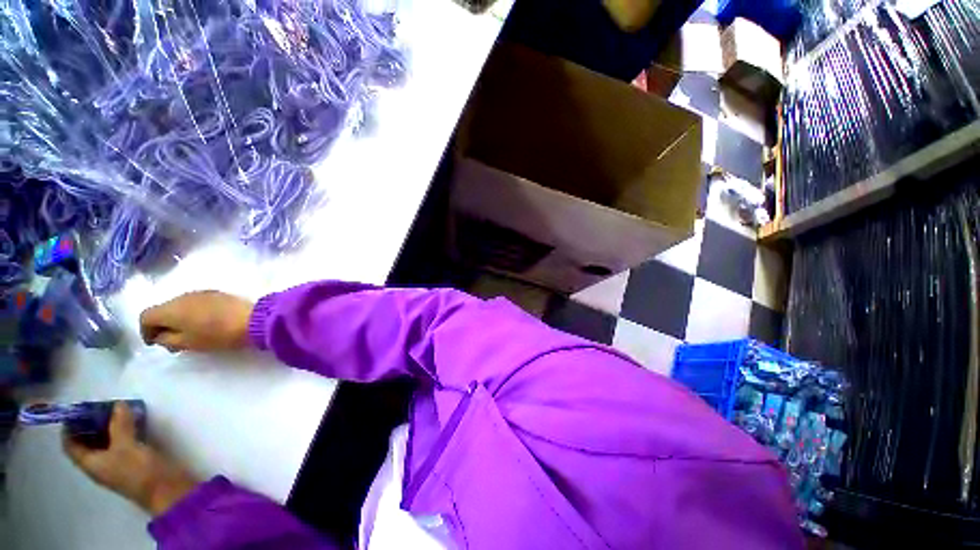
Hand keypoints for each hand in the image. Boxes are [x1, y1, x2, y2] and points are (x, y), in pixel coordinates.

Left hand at [63, 402, 197, 515]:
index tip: (77, 410)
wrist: (165, 489)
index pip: (71, 445)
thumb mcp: (127, 446)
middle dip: (92, 424)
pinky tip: (134, 423)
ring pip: (106, 442)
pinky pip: (121, 442)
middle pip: (88, 442)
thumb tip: (118, 404)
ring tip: (119, 411)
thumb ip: (121, 425)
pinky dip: (123, 431)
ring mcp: (117, 463)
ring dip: (109, 426)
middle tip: (101, 406)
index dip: (70, 428)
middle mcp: (99, 463)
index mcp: (90, 463)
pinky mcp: (133, 460)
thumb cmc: (138, 470)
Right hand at [140, 290, 253, 351]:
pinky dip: (193, 313)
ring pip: (180, 305)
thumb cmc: (217, 334)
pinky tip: (204, 324)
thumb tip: (161, 336)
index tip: (155, 343)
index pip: (146, 315)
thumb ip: (168, 340)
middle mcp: (182, 296)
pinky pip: (196, 302)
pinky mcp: (217, 293)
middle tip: (172, 341)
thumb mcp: (187, 343)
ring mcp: (201, 292)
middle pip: (163, 309)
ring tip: (189, 334)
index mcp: (170, 308)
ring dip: (179, 318)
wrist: (253, 319)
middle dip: (163, 325)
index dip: (145, 331)